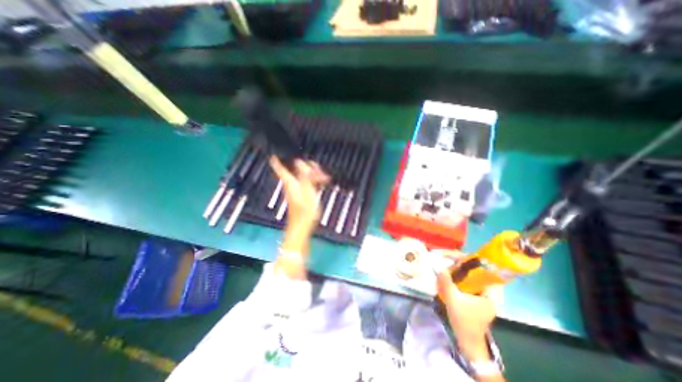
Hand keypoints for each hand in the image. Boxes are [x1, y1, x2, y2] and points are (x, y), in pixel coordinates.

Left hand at [268, 156, 327, 230]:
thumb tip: (299, 162)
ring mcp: (298, 190)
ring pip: (305, 176)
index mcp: (290, 182)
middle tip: (319, 169)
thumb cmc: (304, 210)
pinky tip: (323, 182)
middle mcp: (292, 184)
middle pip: (298, 170)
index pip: (280, 168)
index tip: (275, 152)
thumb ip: (304, 176)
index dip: (277, 160)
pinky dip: (315, 181)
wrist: (303, 225)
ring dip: (314, 175)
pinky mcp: (303, 195)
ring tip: (325, 177)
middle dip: (309, 167)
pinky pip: (308, 183)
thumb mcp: (307, 190)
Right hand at [433, 250, 501, 360]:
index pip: (483, 267)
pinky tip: (447, 275)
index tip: (454, 255)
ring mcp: (482, 293)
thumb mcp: (453, 301)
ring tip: (444, 264)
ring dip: (457, 268)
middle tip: (445, 258)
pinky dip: (457, 275)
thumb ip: (446, 283)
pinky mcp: (475, 295)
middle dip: (459, 262)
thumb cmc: (464, 322)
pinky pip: (467, 280)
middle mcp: (489, 290)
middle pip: (475, 268)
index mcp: (491, 292)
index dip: (469, 258)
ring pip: (470, 274)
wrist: (468, 342)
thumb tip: (440, 267)